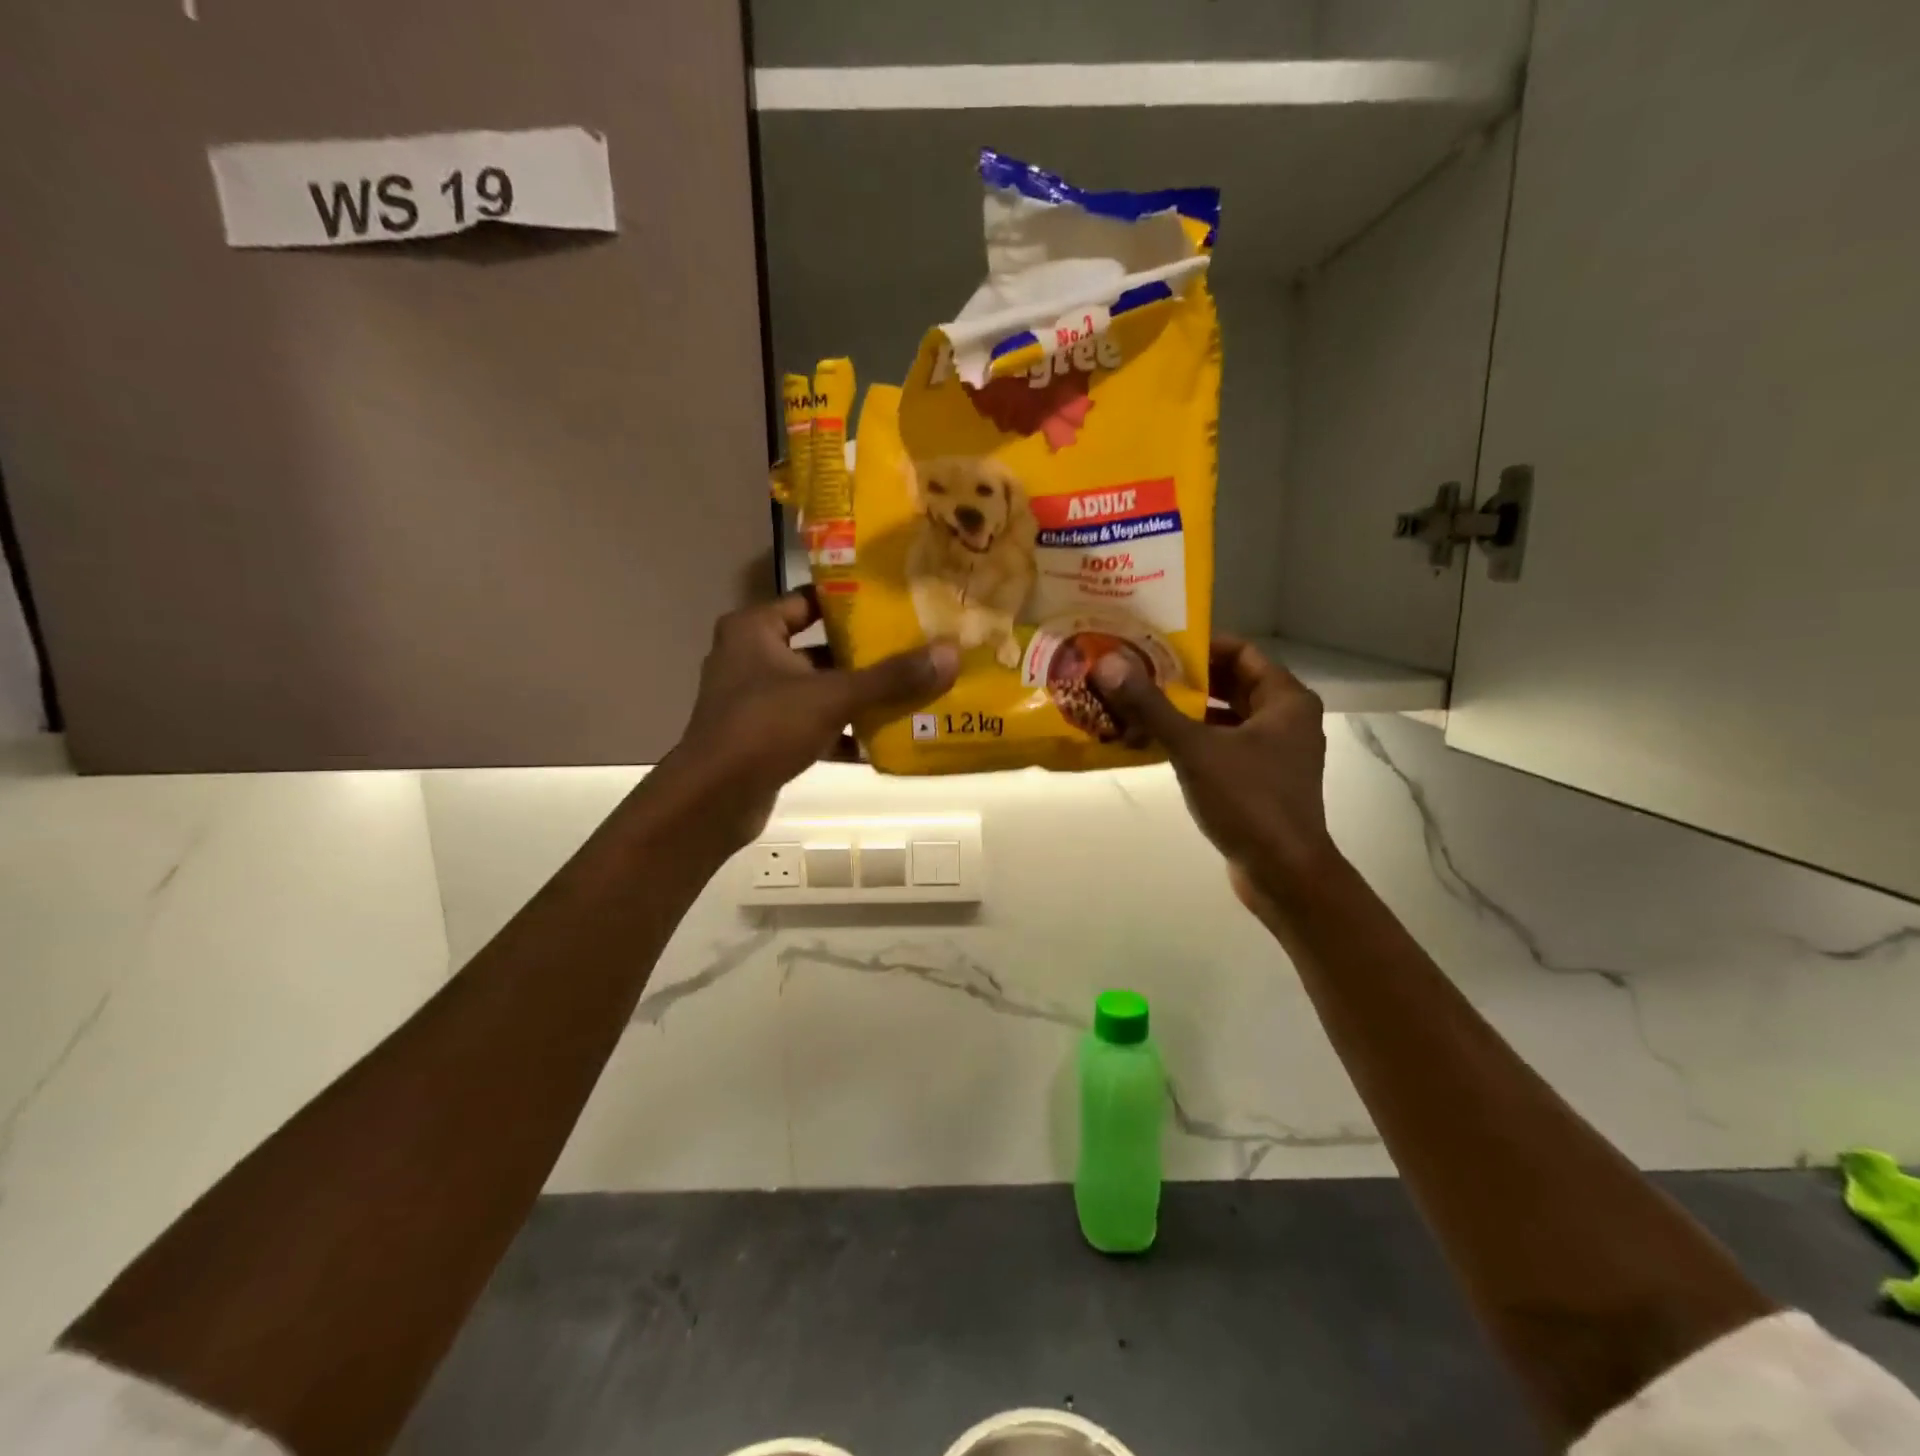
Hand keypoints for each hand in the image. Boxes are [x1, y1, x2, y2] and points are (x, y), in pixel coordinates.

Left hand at [668, 589, 958, 844]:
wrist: (712, 800)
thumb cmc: (765, 728)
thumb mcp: (832, 696)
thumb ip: (891, 677)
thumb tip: (950, 653)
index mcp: (754, 630)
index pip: (808, 600)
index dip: (850, 602)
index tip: (894, 606)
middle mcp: (751, 659)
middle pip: (819, 648)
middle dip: (864, 656)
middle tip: (914, 651)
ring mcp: (756, 701)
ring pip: (818, 691)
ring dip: (857, 698)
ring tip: (908, 695)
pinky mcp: (764, 739)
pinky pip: (812, 727)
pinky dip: (841, 734)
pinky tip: (881, 744)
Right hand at [1092, 637, 1338, 915]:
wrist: (1284, 873)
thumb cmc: (1249, 801)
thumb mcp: (1195, 748)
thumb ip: (1152, 706)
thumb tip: (1108, 664)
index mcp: (1285, 700)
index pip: (1242, 651)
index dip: (1201, 644)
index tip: (1158, 645)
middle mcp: (1286, 719)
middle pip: (1232, 683)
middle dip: (1188, 678)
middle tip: (1140, 671)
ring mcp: (1275, 752)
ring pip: (1227, 716)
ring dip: (1188, 710)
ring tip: (1141, 703)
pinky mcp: (1261, 780)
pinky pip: (1224, 745)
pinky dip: (1195, 739)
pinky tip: (1157, 742)